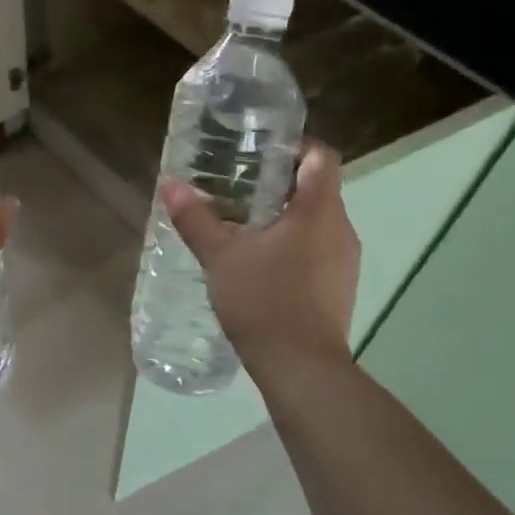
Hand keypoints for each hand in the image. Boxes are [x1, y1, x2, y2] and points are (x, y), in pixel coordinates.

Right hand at [161, 140, 359, 367]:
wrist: (301, 368)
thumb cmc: (264, 299)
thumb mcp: (220, 256)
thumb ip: (195, 218)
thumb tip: (170, 185)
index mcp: (319, 210)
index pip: (321, 157)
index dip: (294, 146)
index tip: (260, 151)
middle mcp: (341, 229)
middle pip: (317, 188)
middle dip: (279, 183)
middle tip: (238, 186)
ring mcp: (345, 261)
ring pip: (317, 222)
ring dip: (285, 217)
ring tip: (243, 223)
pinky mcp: (339, 287)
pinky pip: (318, 250)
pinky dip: (293, 245)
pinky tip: (260, 262)